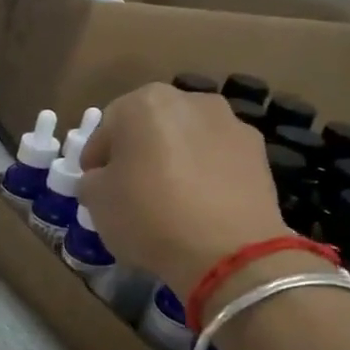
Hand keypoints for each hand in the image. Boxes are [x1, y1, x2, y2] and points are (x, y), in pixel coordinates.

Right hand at [80, 84, 292, 295]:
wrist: (227, 249)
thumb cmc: (148, 216)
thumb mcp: (96, 202)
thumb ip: (92, 180)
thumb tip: (103, 178)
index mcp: (142, 103)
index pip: (105, 128)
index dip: (96, 159)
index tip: (95, 186)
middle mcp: (189, 100)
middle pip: (150, 125)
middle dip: (138, 152)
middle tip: (130, 188)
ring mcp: (229, 122)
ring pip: (186, 138)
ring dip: (174, 158)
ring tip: (169, 198)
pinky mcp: (257, 150)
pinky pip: (216, 157)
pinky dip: (204, 173)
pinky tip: (199, 205)